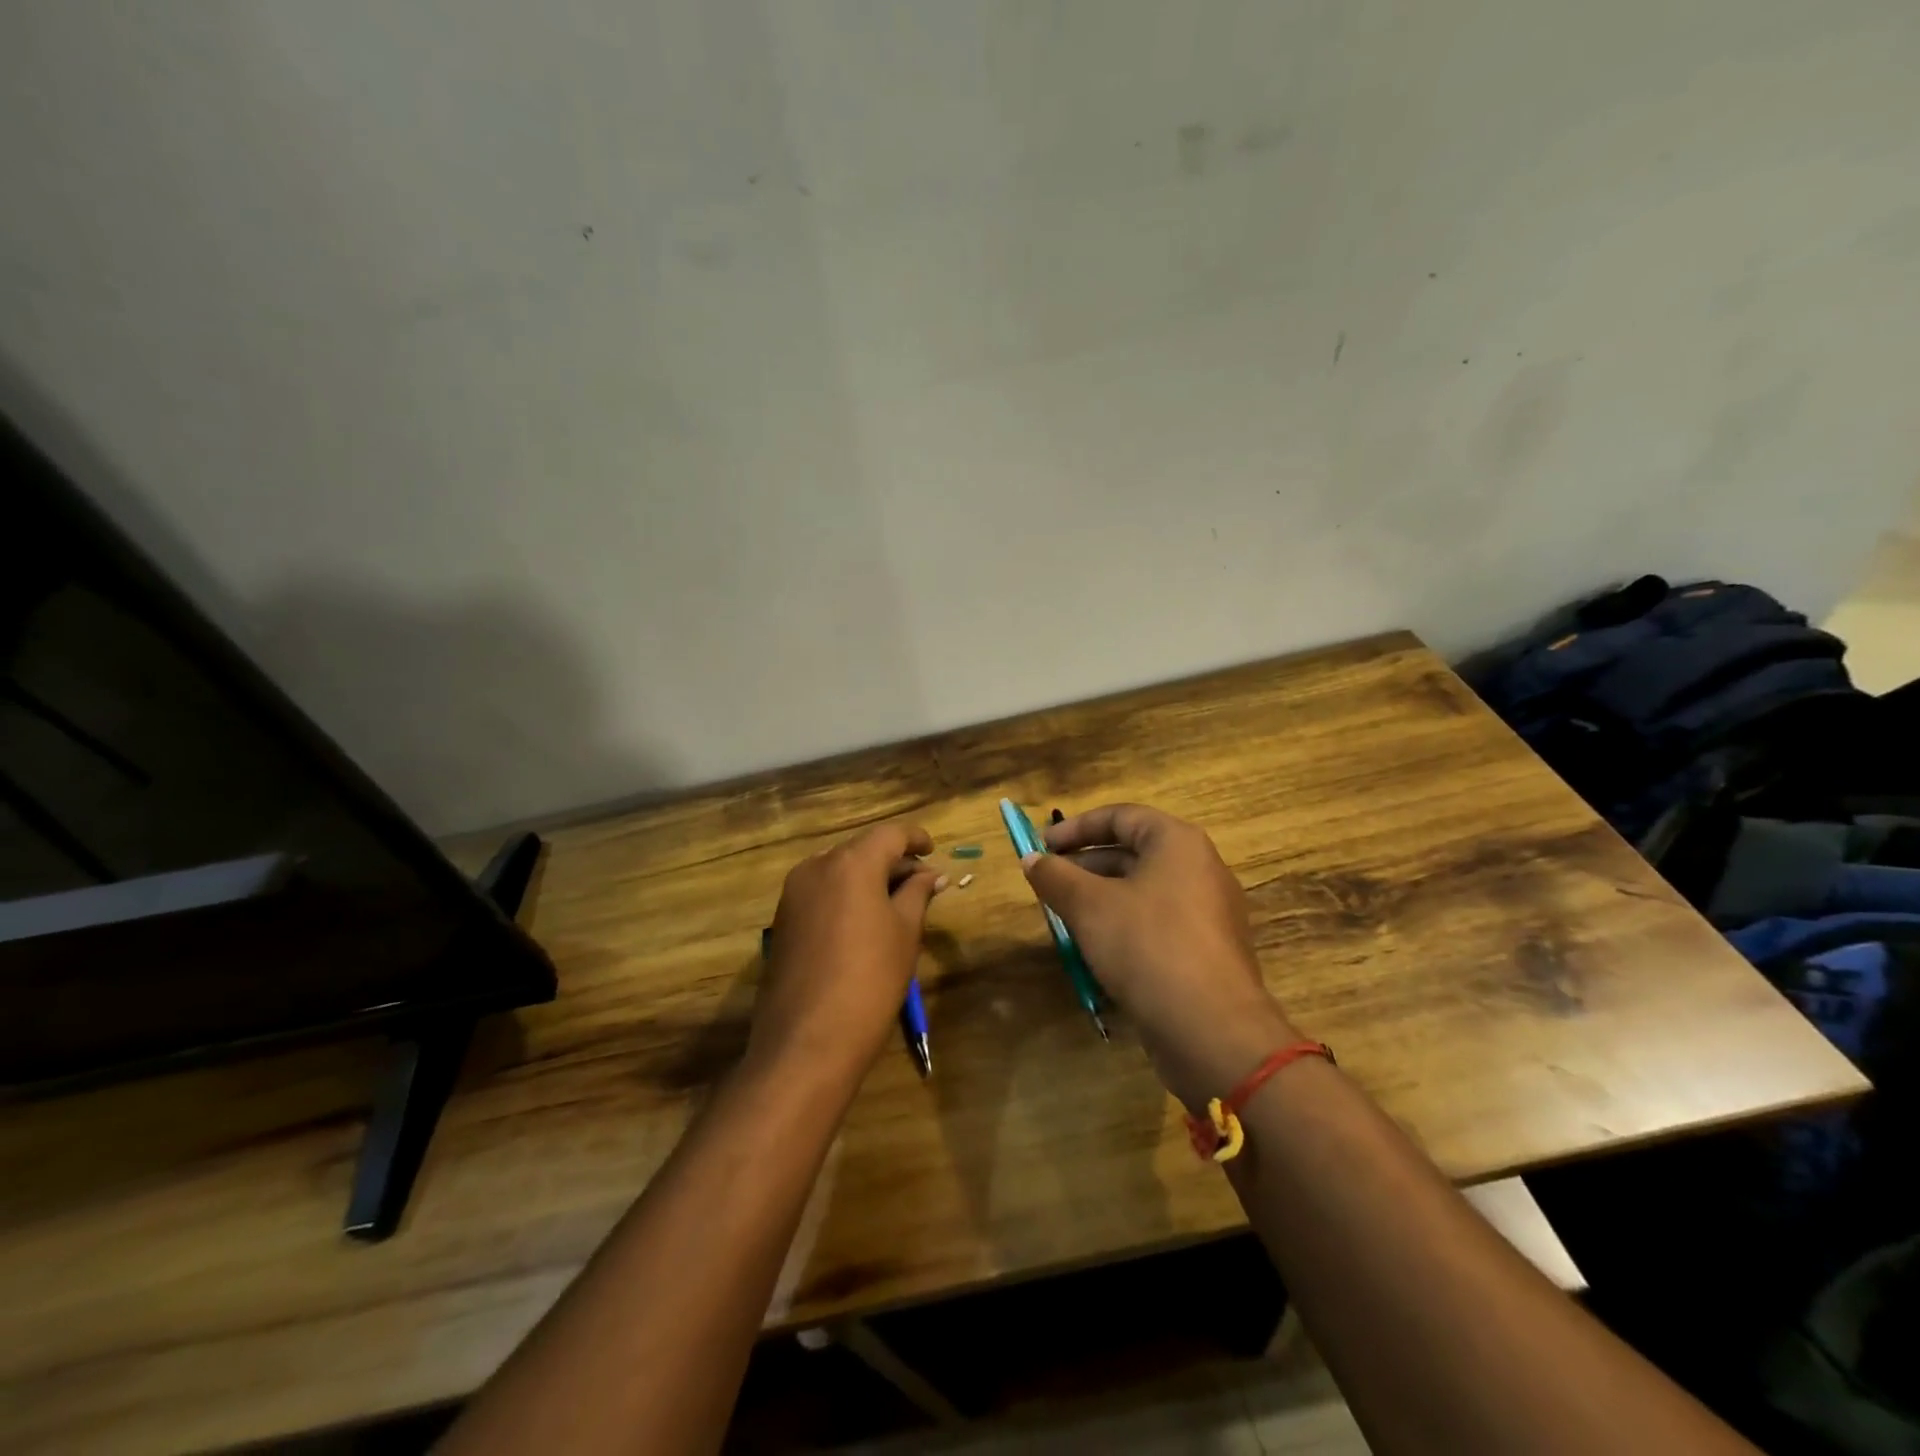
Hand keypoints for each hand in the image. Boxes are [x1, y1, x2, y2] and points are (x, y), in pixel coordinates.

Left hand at [752, 822, 945, 1087]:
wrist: (806, 1043)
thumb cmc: (869, 981)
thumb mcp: (905, 933)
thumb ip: (917, 893)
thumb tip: (931, 874)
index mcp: (851, 863)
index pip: (890, 834)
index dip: (915, 838)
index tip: (933, 851)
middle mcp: (816, 867)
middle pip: (862, 849)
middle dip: (892, 861)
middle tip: (922, 885)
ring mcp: (793, 893)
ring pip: (839, 870)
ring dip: (868, 878)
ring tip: (896, 904)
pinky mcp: (783, 919)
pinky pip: (821, 892)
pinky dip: (846, 895)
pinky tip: (864, 922)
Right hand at [1022, 804, 1296, 1107]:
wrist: (1212, 1030)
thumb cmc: (1148, 946)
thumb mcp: (1089, 906)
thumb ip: (1055, 876)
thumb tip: (1031, 859)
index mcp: (1177, 843)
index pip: (1120, 816)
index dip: (1075, 828)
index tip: (1042, 846)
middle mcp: (1199, 868)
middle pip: (1132, 852)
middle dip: (1084, 866)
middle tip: (1048, 884)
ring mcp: (1208, 912)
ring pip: (1142, 891)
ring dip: (1099, 899)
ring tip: (1064, 918)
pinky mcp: (1206, 951)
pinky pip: (1157, 924)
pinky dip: (1123, 927)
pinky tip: (1095, 951)